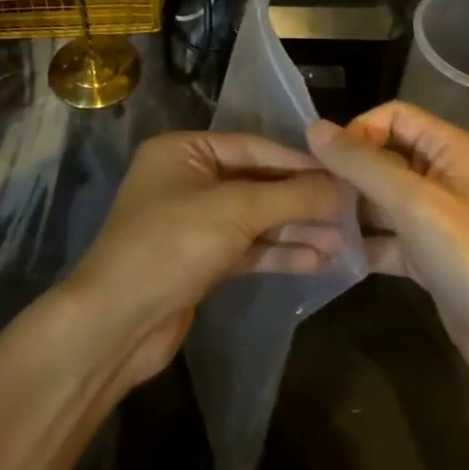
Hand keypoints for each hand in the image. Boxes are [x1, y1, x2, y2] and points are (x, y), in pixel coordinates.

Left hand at [66, 131, 347, 387]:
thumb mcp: (236, 211)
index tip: (343, 174)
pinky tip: (317, 260)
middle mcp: (186, 180)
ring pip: (254, 219)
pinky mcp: (199, 261)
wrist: (118, 322)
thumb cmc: (173, 244)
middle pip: (256, 183)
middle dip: (301, 200)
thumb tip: (343, 187)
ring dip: (295, 229)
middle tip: (350, 211)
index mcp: (183, 151)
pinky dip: (277, 253)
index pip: (253, 147)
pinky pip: (246, 249)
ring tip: (343, 240)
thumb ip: (292, 196)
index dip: (299, 162)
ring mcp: (192, 223)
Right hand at [309, 102, 468, 401]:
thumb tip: (314, 128)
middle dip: (347, 171)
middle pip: (385, 157)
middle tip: (307, 195)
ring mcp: (437, 220)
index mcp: (451, 150)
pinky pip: (387, 238)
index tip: (325, 162)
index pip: (394, 116)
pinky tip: (329, 256)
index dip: (359, 130)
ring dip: (349, 209)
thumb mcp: (416, 204)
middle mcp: (444, 177)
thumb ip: (364, 165)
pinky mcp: (429, 258)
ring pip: (382, 199)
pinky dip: (362, 244)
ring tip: (309, 224)